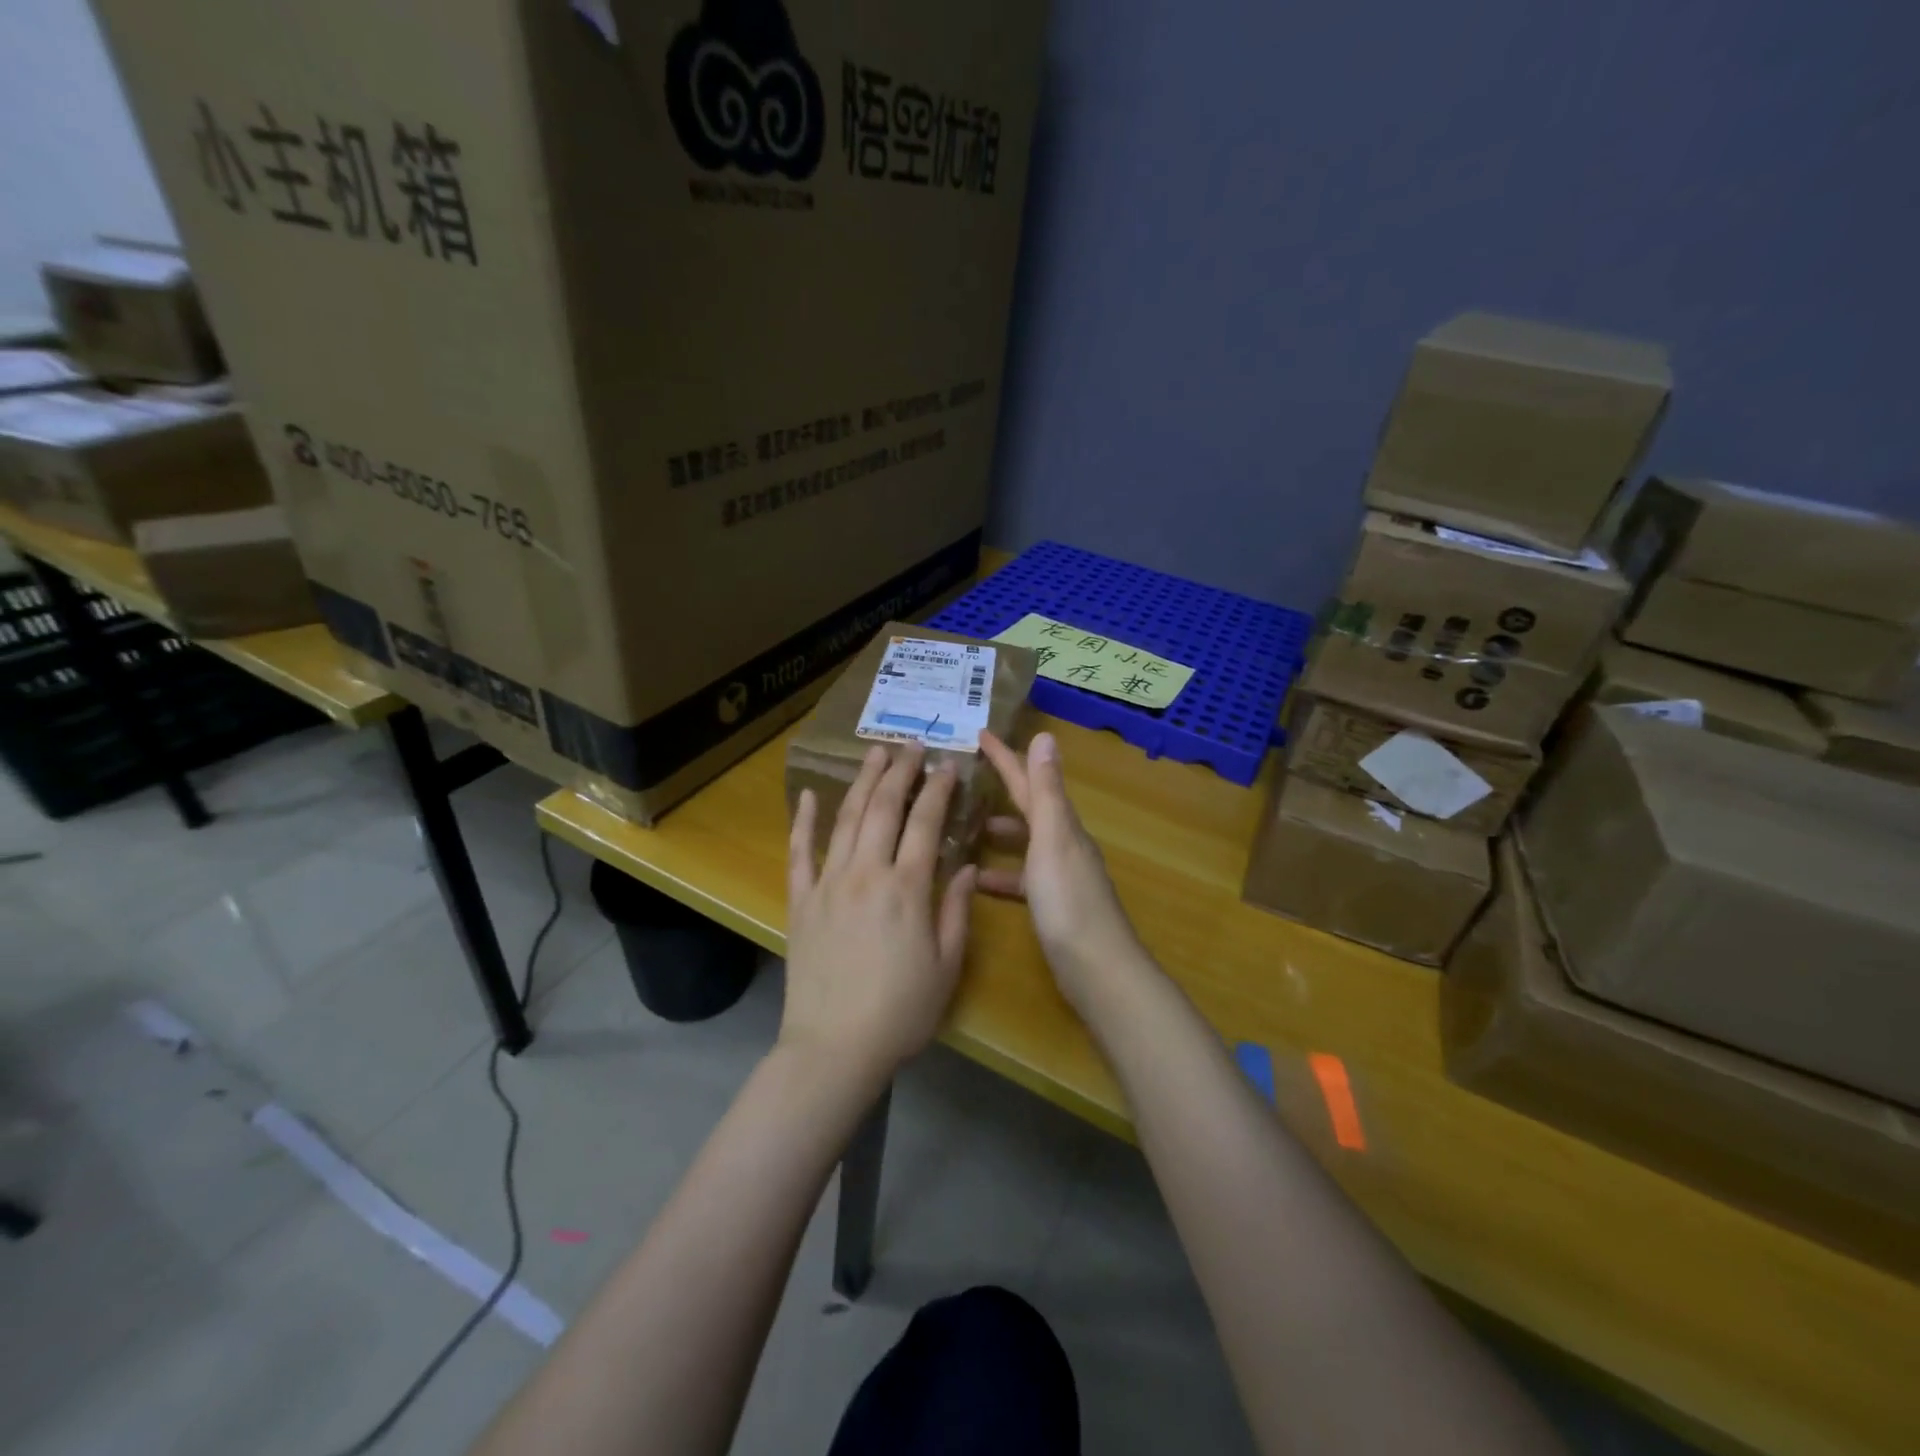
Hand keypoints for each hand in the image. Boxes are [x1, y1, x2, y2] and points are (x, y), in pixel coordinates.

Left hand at [782, 743, 977, 1089]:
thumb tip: (964, 867)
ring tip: (876, 754)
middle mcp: (867, 874)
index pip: (926, 823)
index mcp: (907, 889)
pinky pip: (800, 852)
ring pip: (846, 819)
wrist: (833, 1048)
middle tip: (913, 746)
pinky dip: (805, 821)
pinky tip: (811, 795)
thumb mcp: (946, 967)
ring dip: (863, 782)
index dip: (938, 790)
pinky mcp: (801, 901)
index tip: (948, 766)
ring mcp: (829, 884)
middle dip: (901, 772)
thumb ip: (956, 912)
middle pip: (884, 809)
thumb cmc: (900, 1013)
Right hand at [978, 730, 1147, 1013]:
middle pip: (1029, 806)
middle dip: (1002, 788)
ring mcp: (1059, 875)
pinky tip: (977, 882)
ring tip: (966, 828)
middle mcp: (1063, 843)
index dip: (1005, 757)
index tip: (979, 734)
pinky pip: (1021, 878)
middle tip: (966, 778)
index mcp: (1061, 824)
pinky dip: (1000, 875)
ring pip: (1025, 841)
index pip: (1029, 780)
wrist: (1097, 968)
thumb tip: (1046, 736)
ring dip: (1000, 831)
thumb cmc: (1069, 901)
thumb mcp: (1053, 839)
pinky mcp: (1052, 904)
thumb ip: (1046, 790)